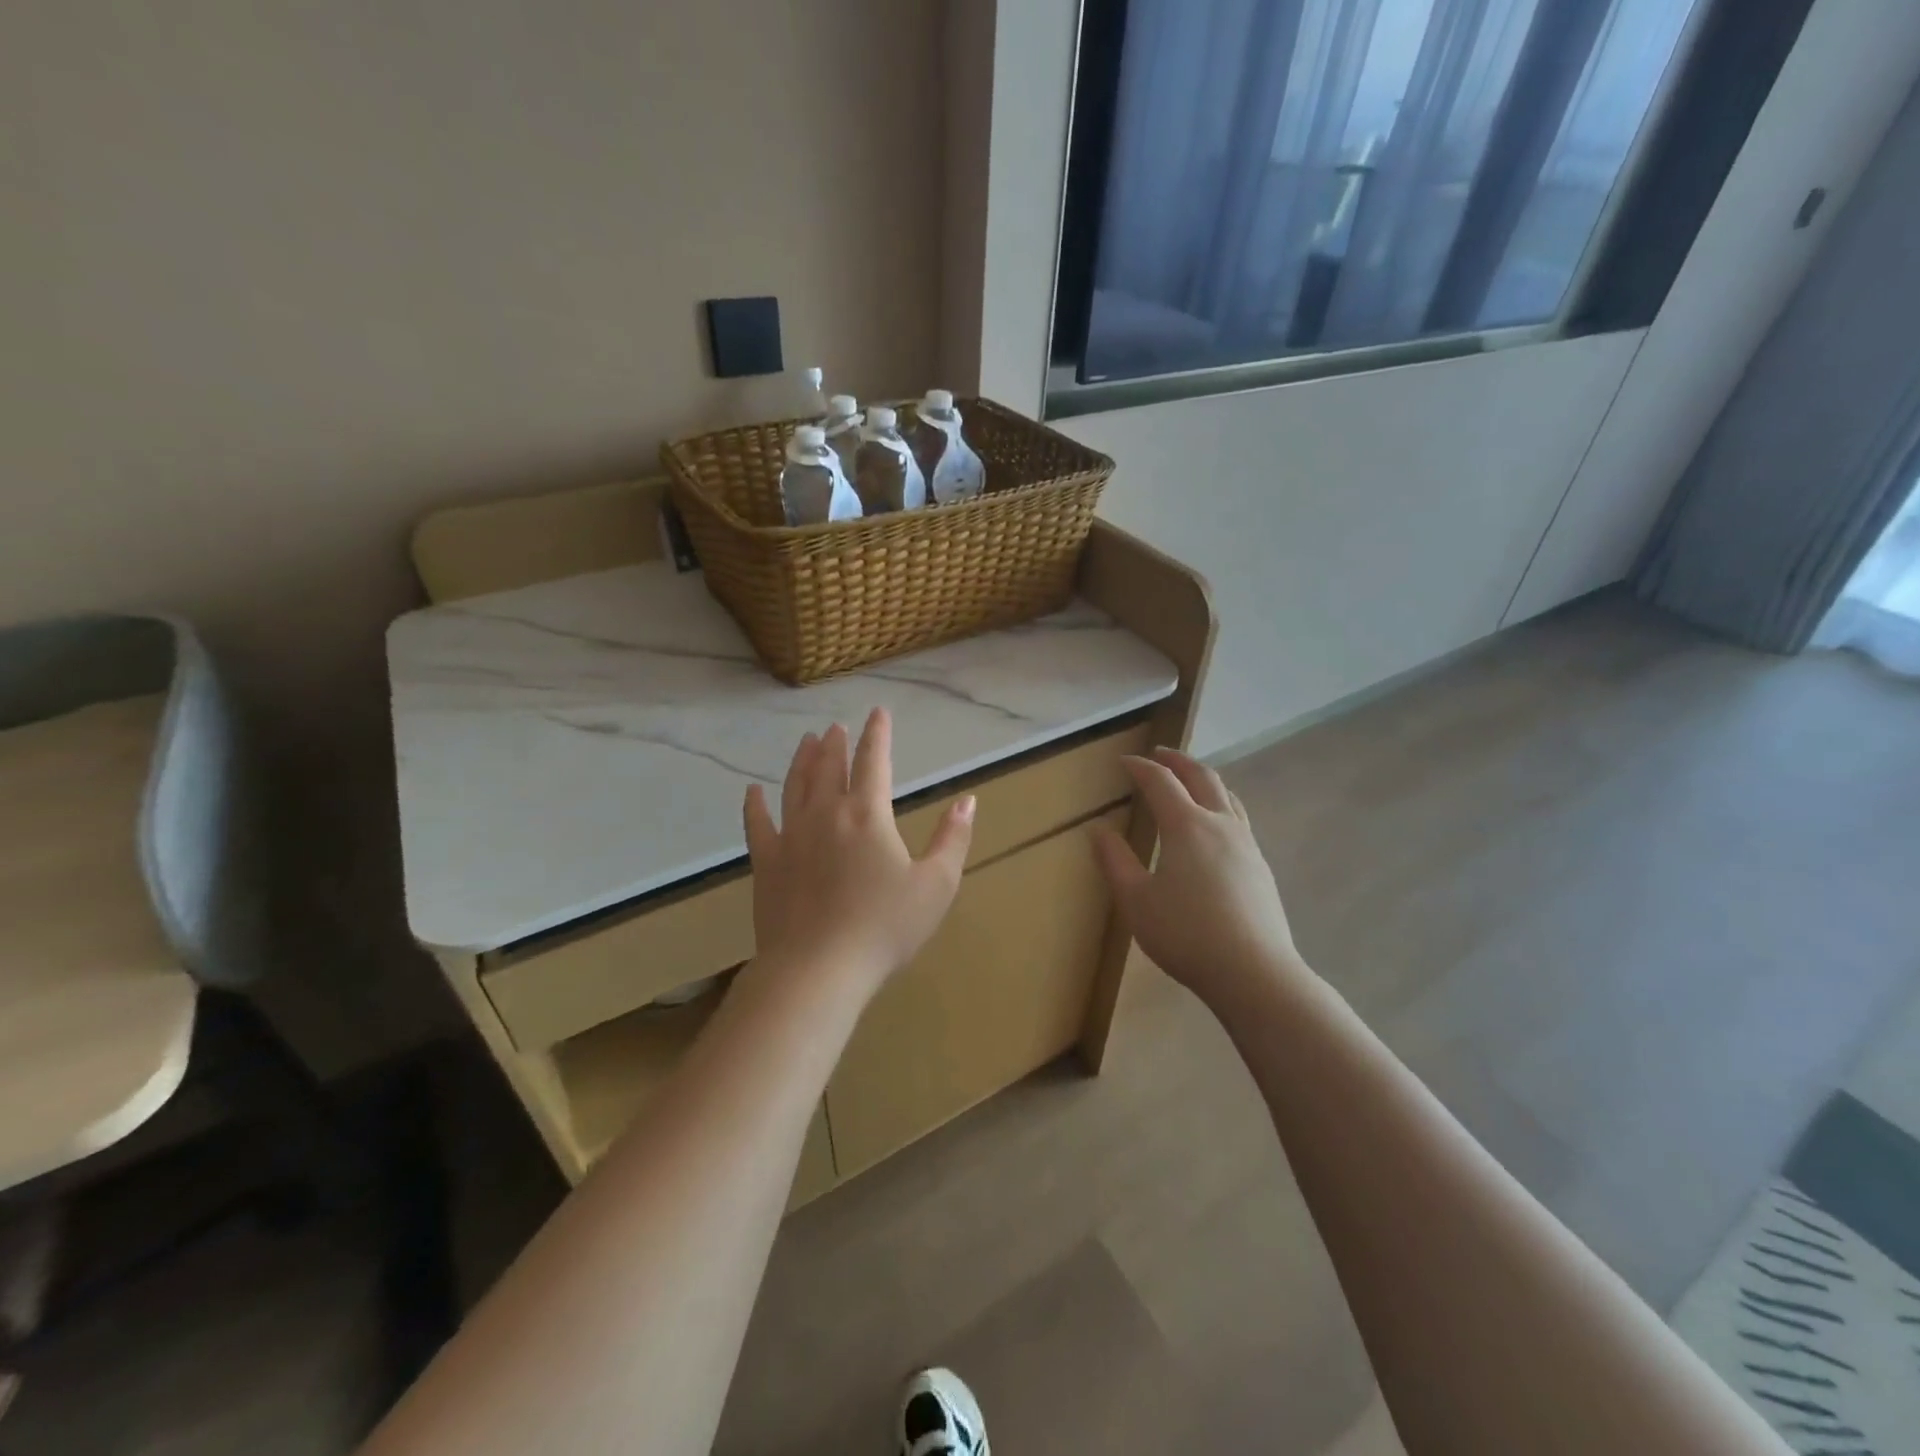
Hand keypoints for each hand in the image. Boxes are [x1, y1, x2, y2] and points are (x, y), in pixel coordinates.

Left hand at [744, 708, 974, 997]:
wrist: (818, 969)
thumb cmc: (885, 928)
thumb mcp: (936, 885)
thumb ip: (953, 839)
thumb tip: (968, 800)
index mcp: (868, 815)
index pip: (873, 761)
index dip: (877, 734)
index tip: (877, 713)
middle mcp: (826, 814)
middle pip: (829, 767)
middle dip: (835, 744)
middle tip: (835, 727)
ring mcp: (791, 837)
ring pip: (795, 786)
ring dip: (801, 761)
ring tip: (806, 741)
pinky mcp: (767, 864)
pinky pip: (757, 825)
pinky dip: (754, 805)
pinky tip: (752, 791)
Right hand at [1091, 748, 1301, 1007]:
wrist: (1254, 972)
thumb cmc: (1186, 934)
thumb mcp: (1136, 901)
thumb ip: (1115, 861)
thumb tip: (1098, 830)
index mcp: (1186, 826)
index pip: (1160, 781)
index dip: (1140, 767)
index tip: (1123, 761)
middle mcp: (1220, 824)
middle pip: (1202, 777)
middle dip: (1177, 761)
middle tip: (1159, 754)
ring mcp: (1246, 844)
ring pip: (1227, 795)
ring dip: (1204, 779)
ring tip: (1189, 780)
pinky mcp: (1260, 866)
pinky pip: (1238, 818)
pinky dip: (1220, 804)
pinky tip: (1214, 826)